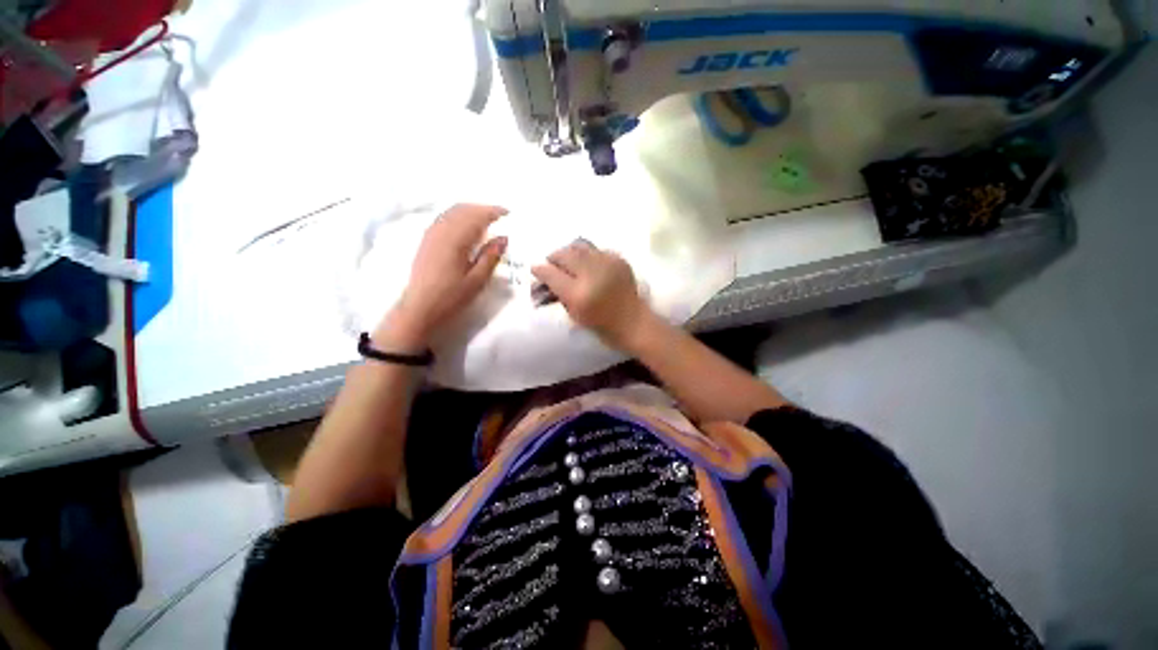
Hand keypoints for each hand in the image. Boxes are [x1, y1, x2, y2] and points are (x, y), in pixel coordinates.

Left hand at [376, 204, 506, 350]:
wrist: (419, 308)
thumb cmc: (451, 297)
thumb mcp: (477, 280)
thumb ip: (491, 256)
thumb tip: (503, 238)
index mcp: (455, 239)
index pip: (476, 216)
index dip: (493, 212)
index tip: (508, 214)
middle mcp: (441, 231)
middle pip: (463, 209)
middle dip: (482, 209)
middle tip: (500, 216)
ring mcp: (431, 234)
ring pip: (452, 212)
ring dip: (470, 211)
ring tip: (486, 220)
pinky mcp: (426, 240)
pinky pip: (444, 218)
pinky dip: (458, 216)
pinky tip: (466, 227)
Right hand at [531, 240, 652, 350]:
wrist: (632, 321)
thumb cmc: (600, 324)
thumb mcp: (573, 313)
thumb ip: (556, 293)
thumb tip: (541, 277)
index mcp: (578, 294)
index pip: (551, 274)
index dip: (540, 270)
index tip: (535, 269)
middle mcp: (591, 274)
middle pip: (563, 254)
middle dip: (554, 258)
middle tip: (552, 264)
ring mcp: (607, 263)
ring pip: (578, 246)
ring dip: (569, 253)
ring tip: (568, 261)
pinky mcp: (618, 259)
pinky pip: (595, 249)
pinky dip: (586, 255)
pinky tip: (588, 265)